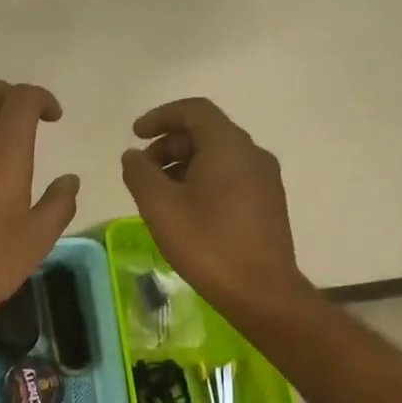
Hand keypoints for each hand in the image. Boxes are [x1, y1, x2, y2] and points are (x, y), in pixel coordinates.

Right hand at [120, 97, 309, 323]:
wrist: (262, 292)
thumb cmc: (207, 243)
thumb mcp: (159, 206)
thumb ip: (140, 173)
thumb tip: (133, 155)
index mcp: (228, 146)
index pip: (193, 110)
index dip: (160, 116)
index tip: (135, 135)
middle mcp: (252, 154)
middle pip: (206, 132)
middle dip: (168, 144)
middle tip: (143, 172)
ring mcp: (265, 179)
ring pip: (218, 156)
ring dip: (184, 164)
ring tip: (160, 194)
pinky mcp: (268, 203)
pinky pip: (231, 176)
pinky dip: (203, 180)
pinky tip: (186, 211)